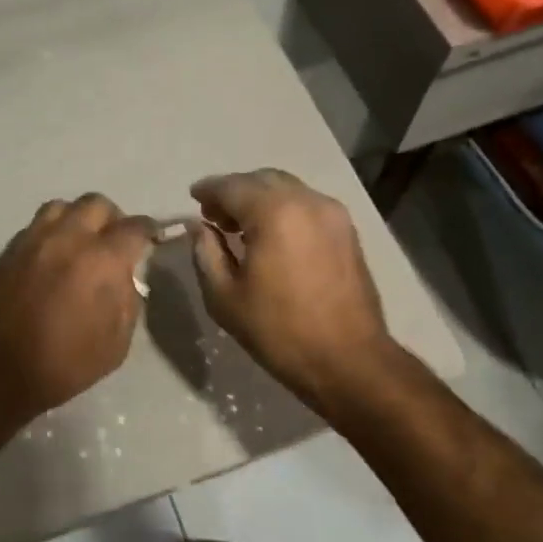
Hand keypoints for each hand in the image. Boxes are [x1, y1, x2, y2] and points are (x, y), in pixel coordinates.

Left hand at [0, 194, 155, 430]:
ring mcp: (34, 239)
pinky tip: (52, 257)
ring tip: (81, 242)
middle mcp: (68, 238)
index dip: (148, 230)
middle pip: (97, 204)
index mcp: (101, 260)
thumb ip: (127, 302)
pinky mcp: (8, 249)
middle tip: (114, 241)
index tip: (152, 238)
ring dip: (78, 218)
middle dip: (113, 218)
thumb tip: (124, 278)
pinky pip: (36, 225)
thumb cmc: (61, 366)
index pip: (134, 227)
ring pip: (62, 206)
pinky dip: (52, 232)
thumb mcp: (115, 345)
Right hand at [189, 170, 394, 410]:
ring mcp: (333, 214)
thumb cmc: (279, 331)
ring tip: (241, 227)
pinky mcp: (348, 231)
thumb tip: (200, 227)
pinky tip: (272, 236)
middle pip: (262, 180)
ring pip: (288, 189)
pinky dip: (284, 209)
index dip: (209, 190)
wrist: (349, 361)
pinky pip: (307, 205)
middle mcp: (307, 201)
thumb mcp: (225, 297)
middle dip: (235, 191)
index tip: (193, 198)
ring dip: (260, 199)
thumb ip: (206, 252)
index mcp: (274, 213)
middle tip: (214, 216)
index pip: (232, 186)